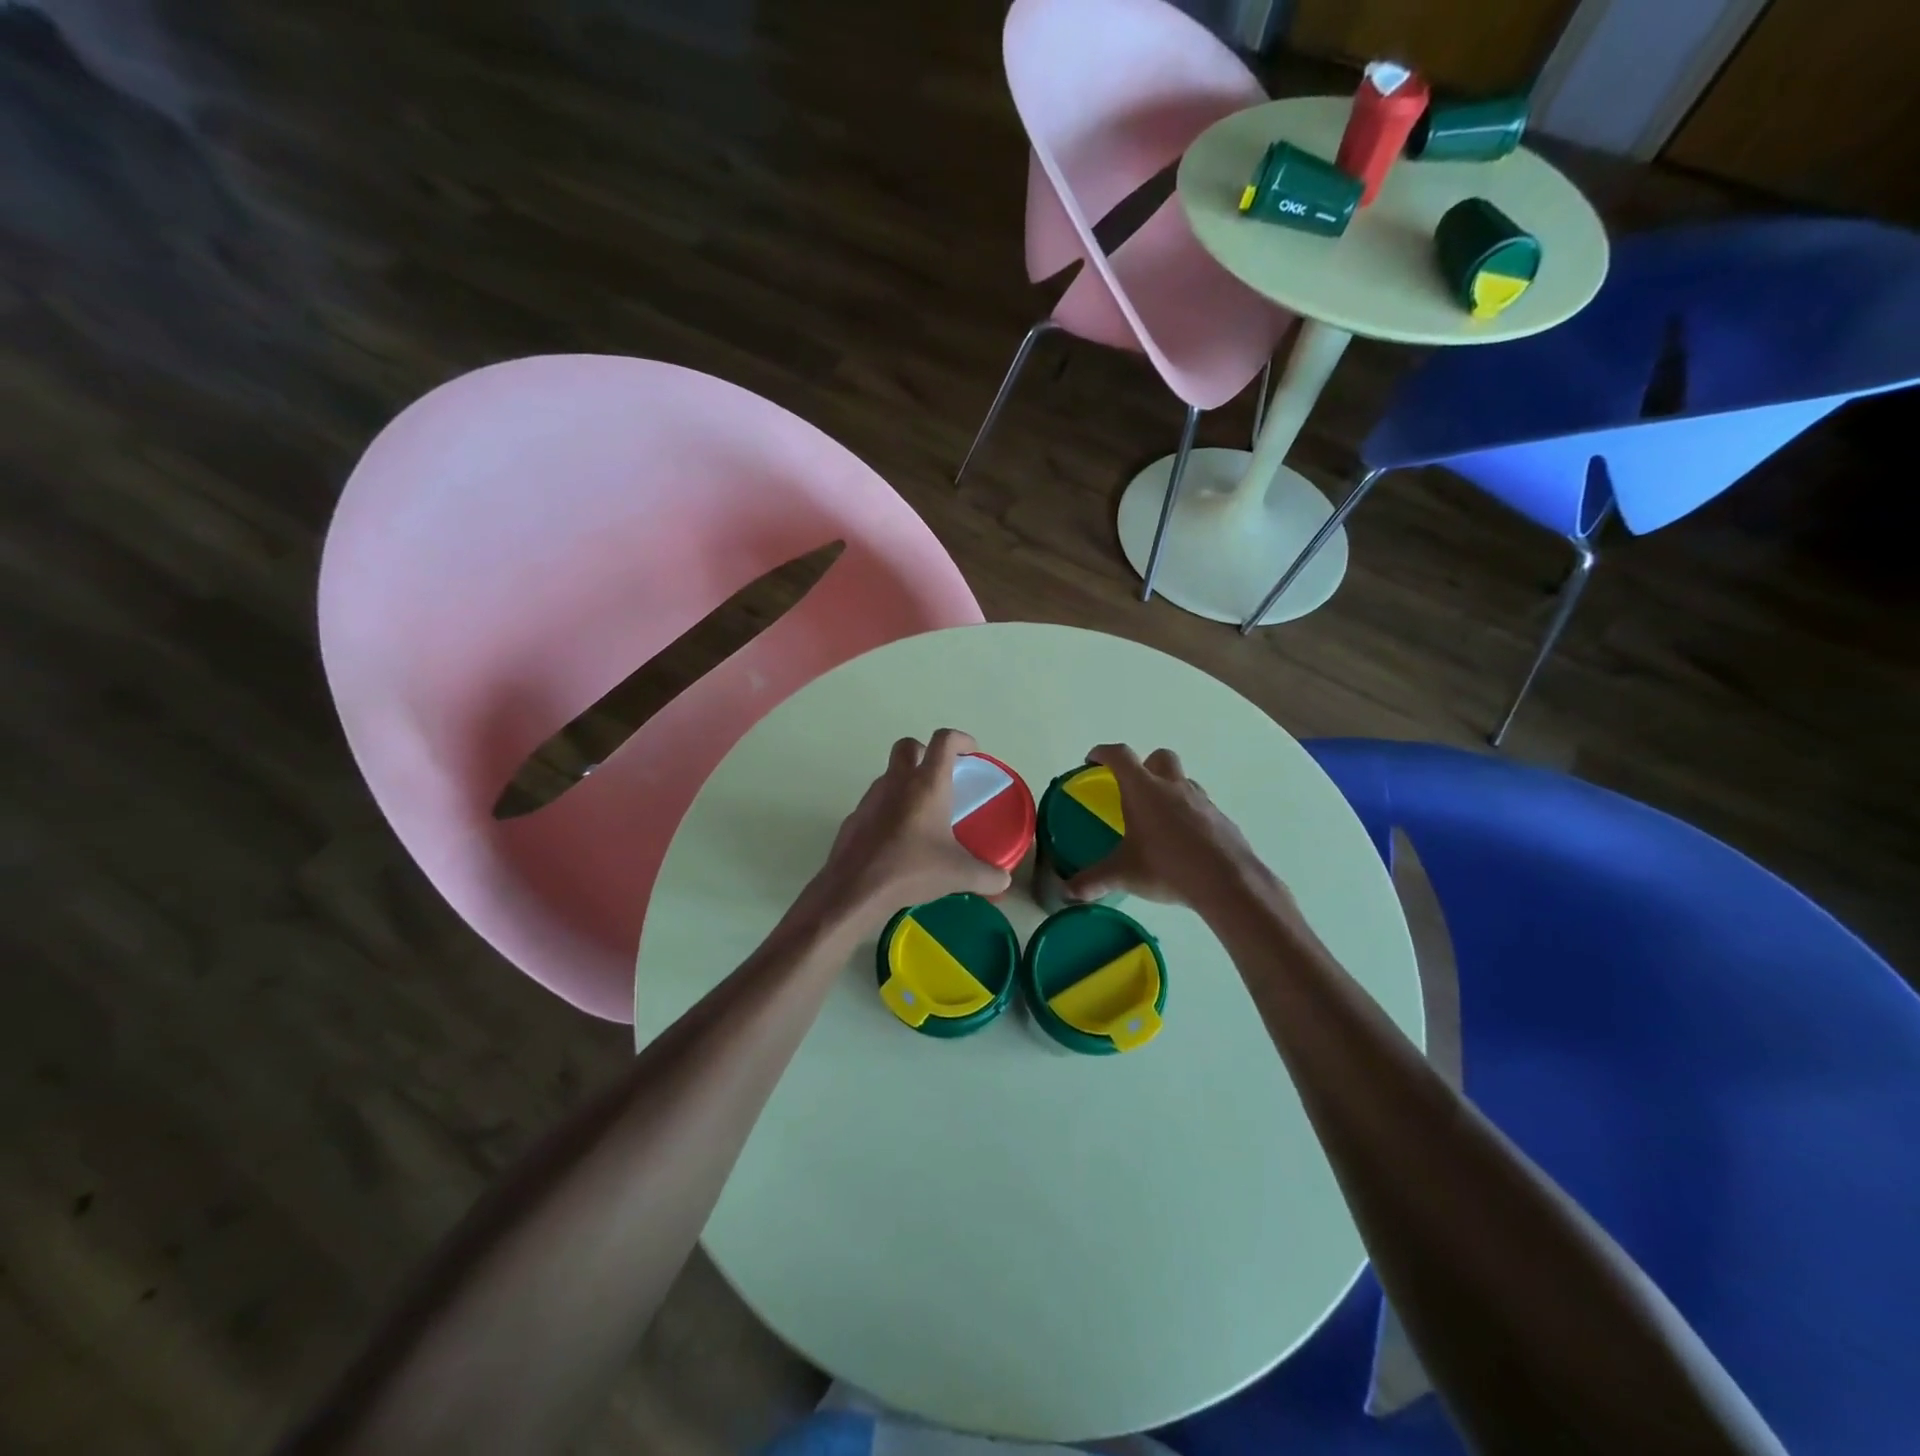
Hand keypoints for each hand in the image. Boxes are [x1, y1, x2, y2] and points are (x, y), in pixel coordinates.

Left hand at [800, 728, 1012, 931]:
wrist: (855, 889)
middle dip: (926, 752)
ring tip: (922, 813)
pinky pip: (876, 803)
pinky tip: (898, 839)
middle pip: (909, 746)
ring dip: (906, 782)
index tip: (972, 752)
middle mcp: (897, 782)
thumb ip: (987, 876)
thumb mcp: (958, 874)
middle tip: (941, 776)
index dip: (961, 739)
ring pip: (889, 775)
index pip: (944, 741)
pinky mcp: (855, 818)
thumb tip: (1004, 881)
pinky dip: (889, 810)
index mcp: (927, 784)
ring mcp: (871, 798)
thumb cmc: (911, 869)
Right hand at [1065, 744, 1275, 909]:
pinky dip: (1188, 815)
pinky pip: (1200, 806)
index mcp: (1144, 790)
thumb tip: (1066, 892)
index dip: (1103, 753)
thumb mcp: (1124, 874)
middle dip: (1144, 765)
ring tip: (1157, 820)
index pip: (1120, 756)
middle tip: (1132, 789)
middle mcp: (1173, 786)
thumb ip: (1093, 880)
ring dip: (1169, 790)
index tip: (1092, 760)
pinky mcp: (1220, 819)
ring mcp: (1201, 800)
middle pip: (1159, 757)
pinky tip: (1182, 842)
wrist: (1227, 881)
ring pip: (1183, 781)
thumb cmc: (1168, 866)